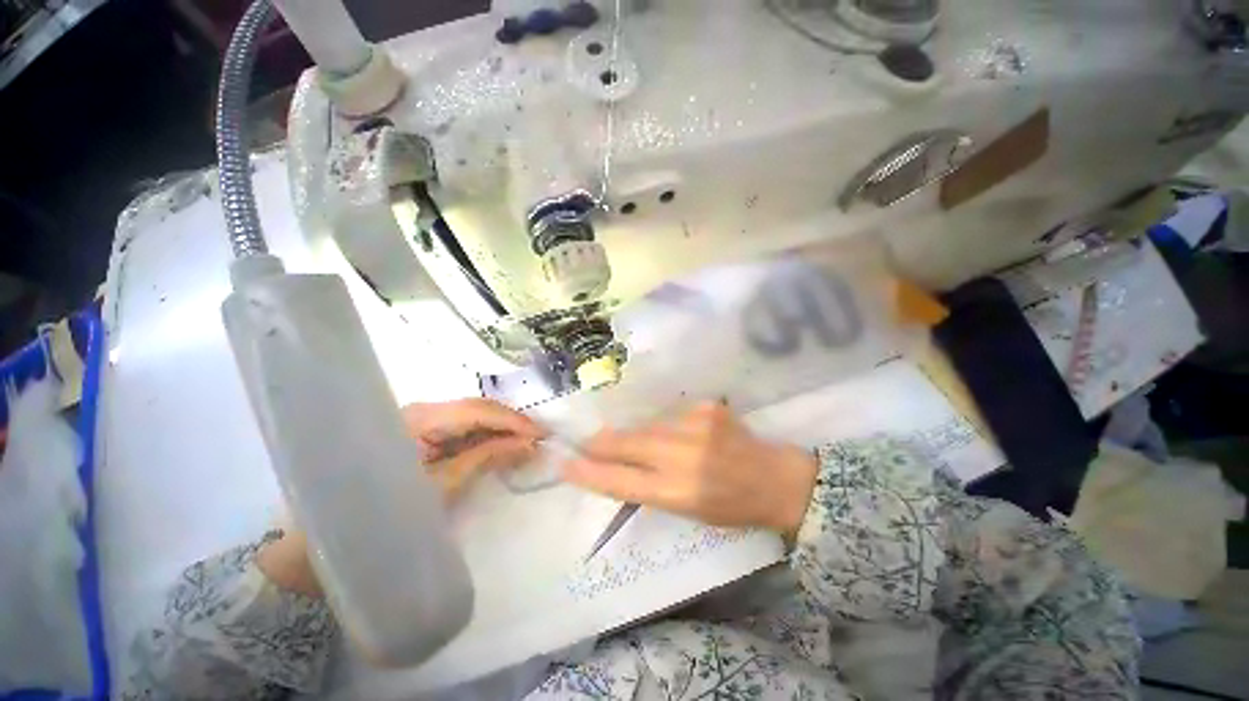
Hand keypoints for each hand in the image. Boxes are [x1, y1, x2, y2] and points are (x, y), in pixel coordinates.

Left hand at [402, 398, 546, 499]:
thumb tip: (528, 443)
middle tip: (539, 437)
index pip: (476, 410)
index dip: (512, 420)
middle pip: (477, 408)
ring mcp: (427, 416)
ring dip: (502, 428)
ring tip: (527, 441)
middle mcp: (425, 408)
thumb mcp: (444, 482)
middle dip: (510, 423)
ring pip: (475, 414)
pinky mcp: (429, 427)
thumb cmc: (395, 504)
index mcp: (420, 418)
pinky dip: (488, 434)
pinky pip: (466, 425)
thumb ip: (487, 456)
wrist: (358, 520)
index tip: (541, 433)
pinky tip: (504, 443)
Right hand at [562, 402, 818, 537]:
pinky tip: (683, 435)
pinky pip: (672, 416)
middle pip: (628, 444)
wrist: (775, 479)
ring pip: (647, 426)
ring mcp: (696, 426)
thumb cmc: (731, 506)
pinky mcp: (706, 408)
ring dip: (638, 435)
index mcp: (679, 493)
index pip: (621, 481)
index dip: (590, 472)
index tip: (566, 464)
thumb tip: (618, 466)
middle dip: (602, 442)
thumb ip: (651, 486)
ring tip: (642, 444)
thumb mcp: (688, 510)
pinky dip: (668, 426)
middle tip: (587, 441)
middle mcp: (683, 457)